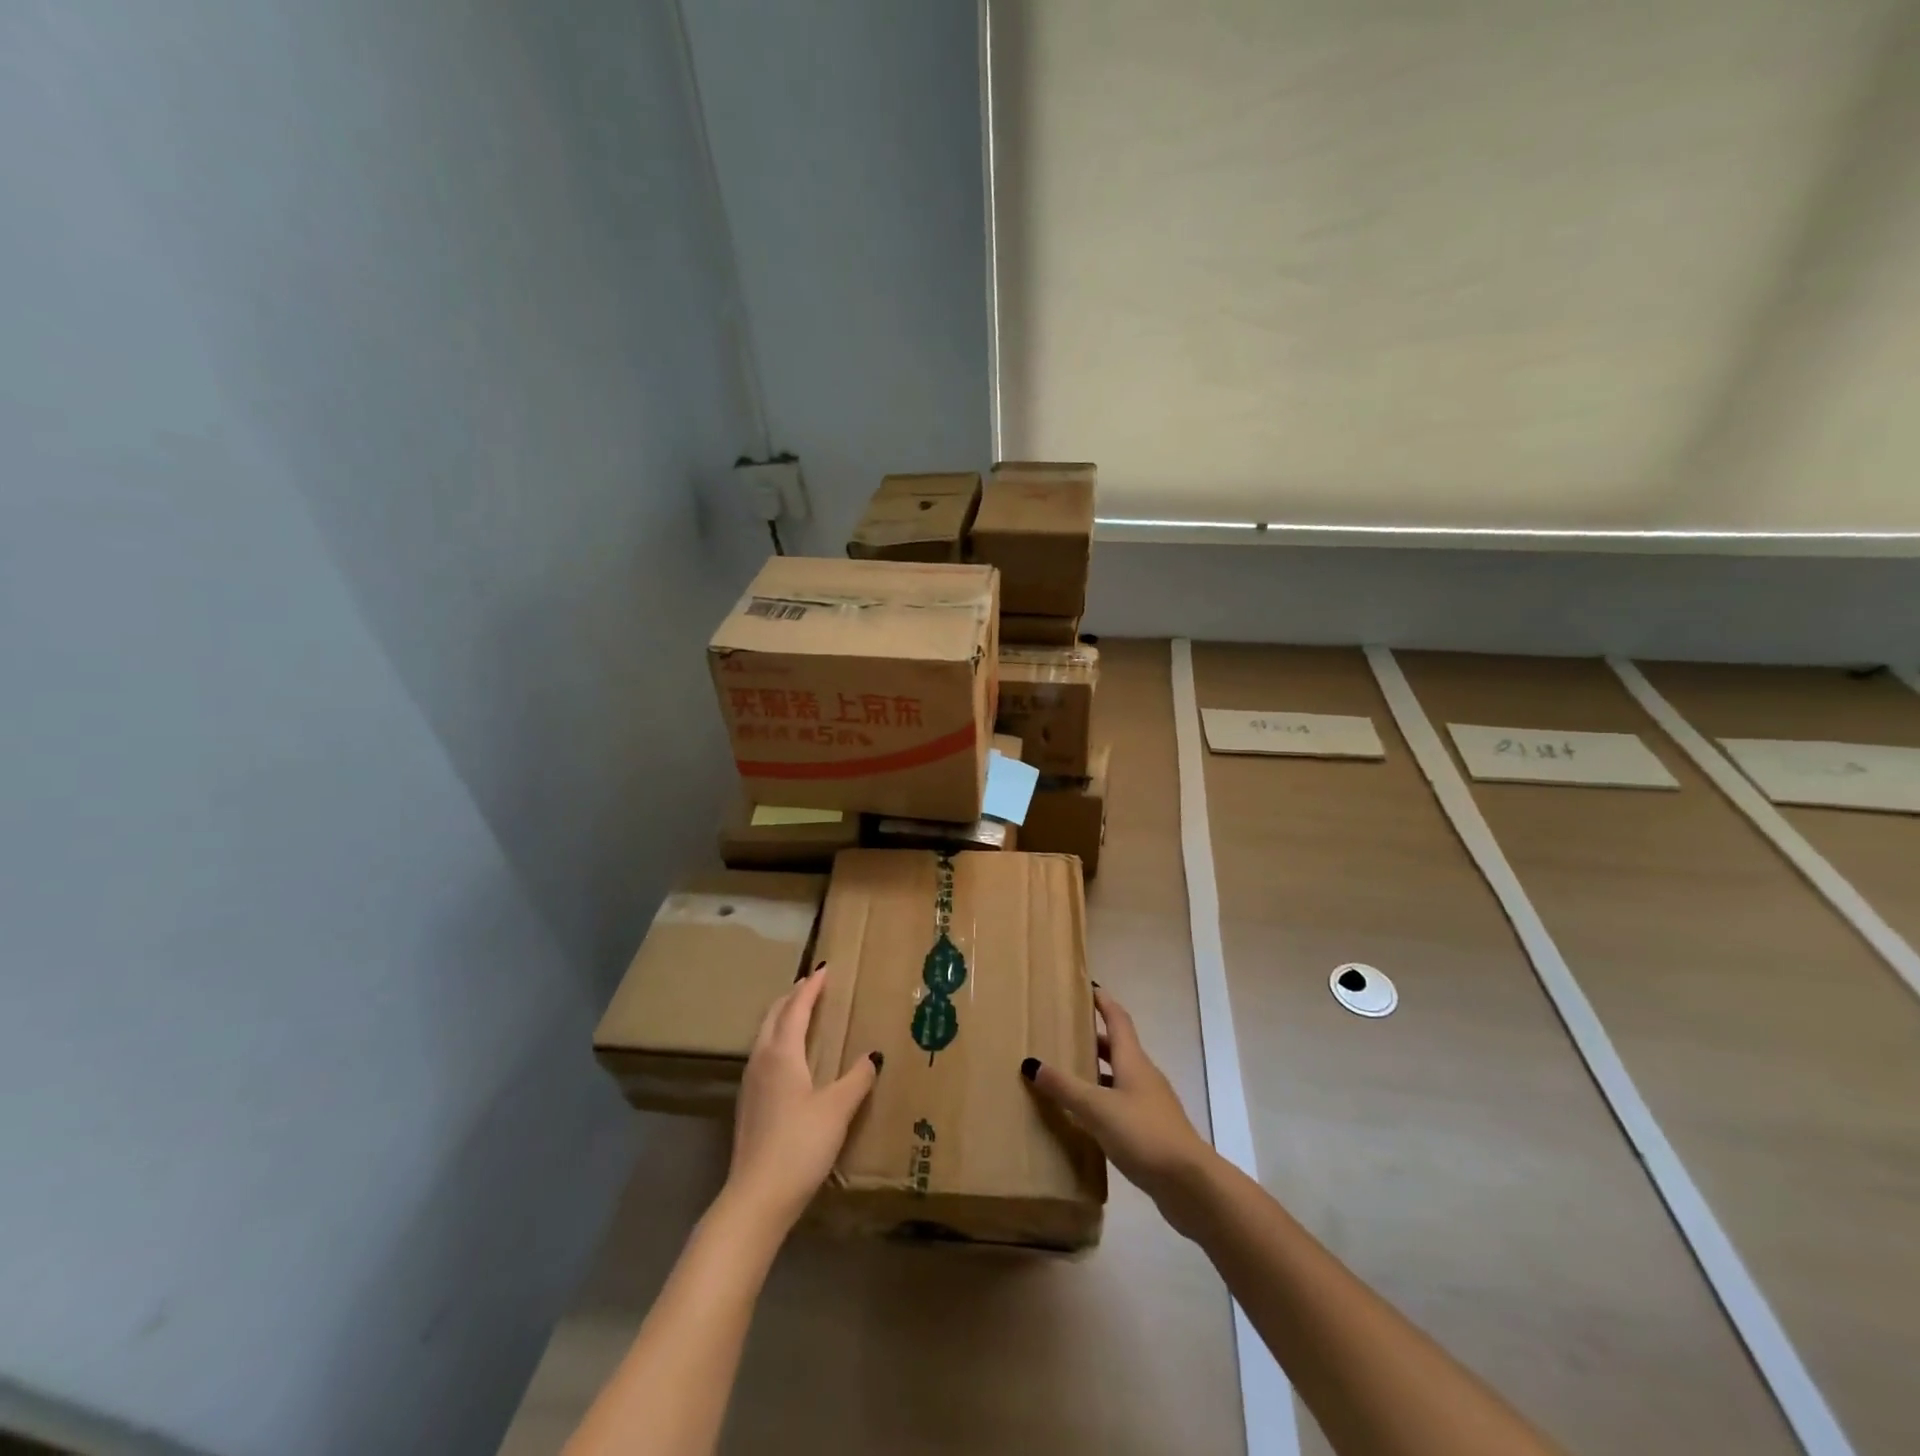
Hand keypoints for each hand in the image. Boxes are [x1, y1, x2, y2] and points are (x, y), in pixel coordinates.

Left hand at [724, 964, 879, 1233]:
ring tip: (802, 1012)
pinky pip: (764, 1053)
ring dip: (783, 1016)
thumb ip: (857, 1079)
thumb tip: (873, 1056)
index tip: (826, 970)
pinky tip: (790, 1056)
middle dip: (794, 995)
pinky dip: (778, 1038)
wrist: (756, 1198)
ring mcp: (751, 1081)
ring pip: (765, 1033)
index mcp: (782, 1052)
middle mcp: (762, 1059)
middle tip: (814, 984)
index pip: (797, 1007)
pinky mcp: (748, 1103)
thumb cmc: (800, 1145)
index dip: (812, 987)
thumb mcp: (838, 1109)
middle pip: (775, 1014)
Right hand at [1022, 987, 1217, 1223]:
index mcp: (1133, 1061)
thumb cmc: (1143, 1133)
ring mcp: (1151, 1104)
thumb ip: (1065, 1087)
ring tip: (1069, 1075)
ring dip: (1098, 1072)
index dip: (1104, 1002)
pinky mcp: (1152, 1131)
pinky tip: (1087, 1119)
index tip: (1089, 987)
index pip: (1118, 1019)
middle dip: (1095, 1038)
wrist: (1190, 1184)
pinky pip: (1123, 1105)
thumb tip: (1031, 1063)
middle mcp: (1143, 1076)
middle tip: (1067, 1033)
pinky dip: (1104, 1102)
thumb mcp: (1097, 1108)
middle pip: (1118, 1048)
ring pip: (1120, 1078)